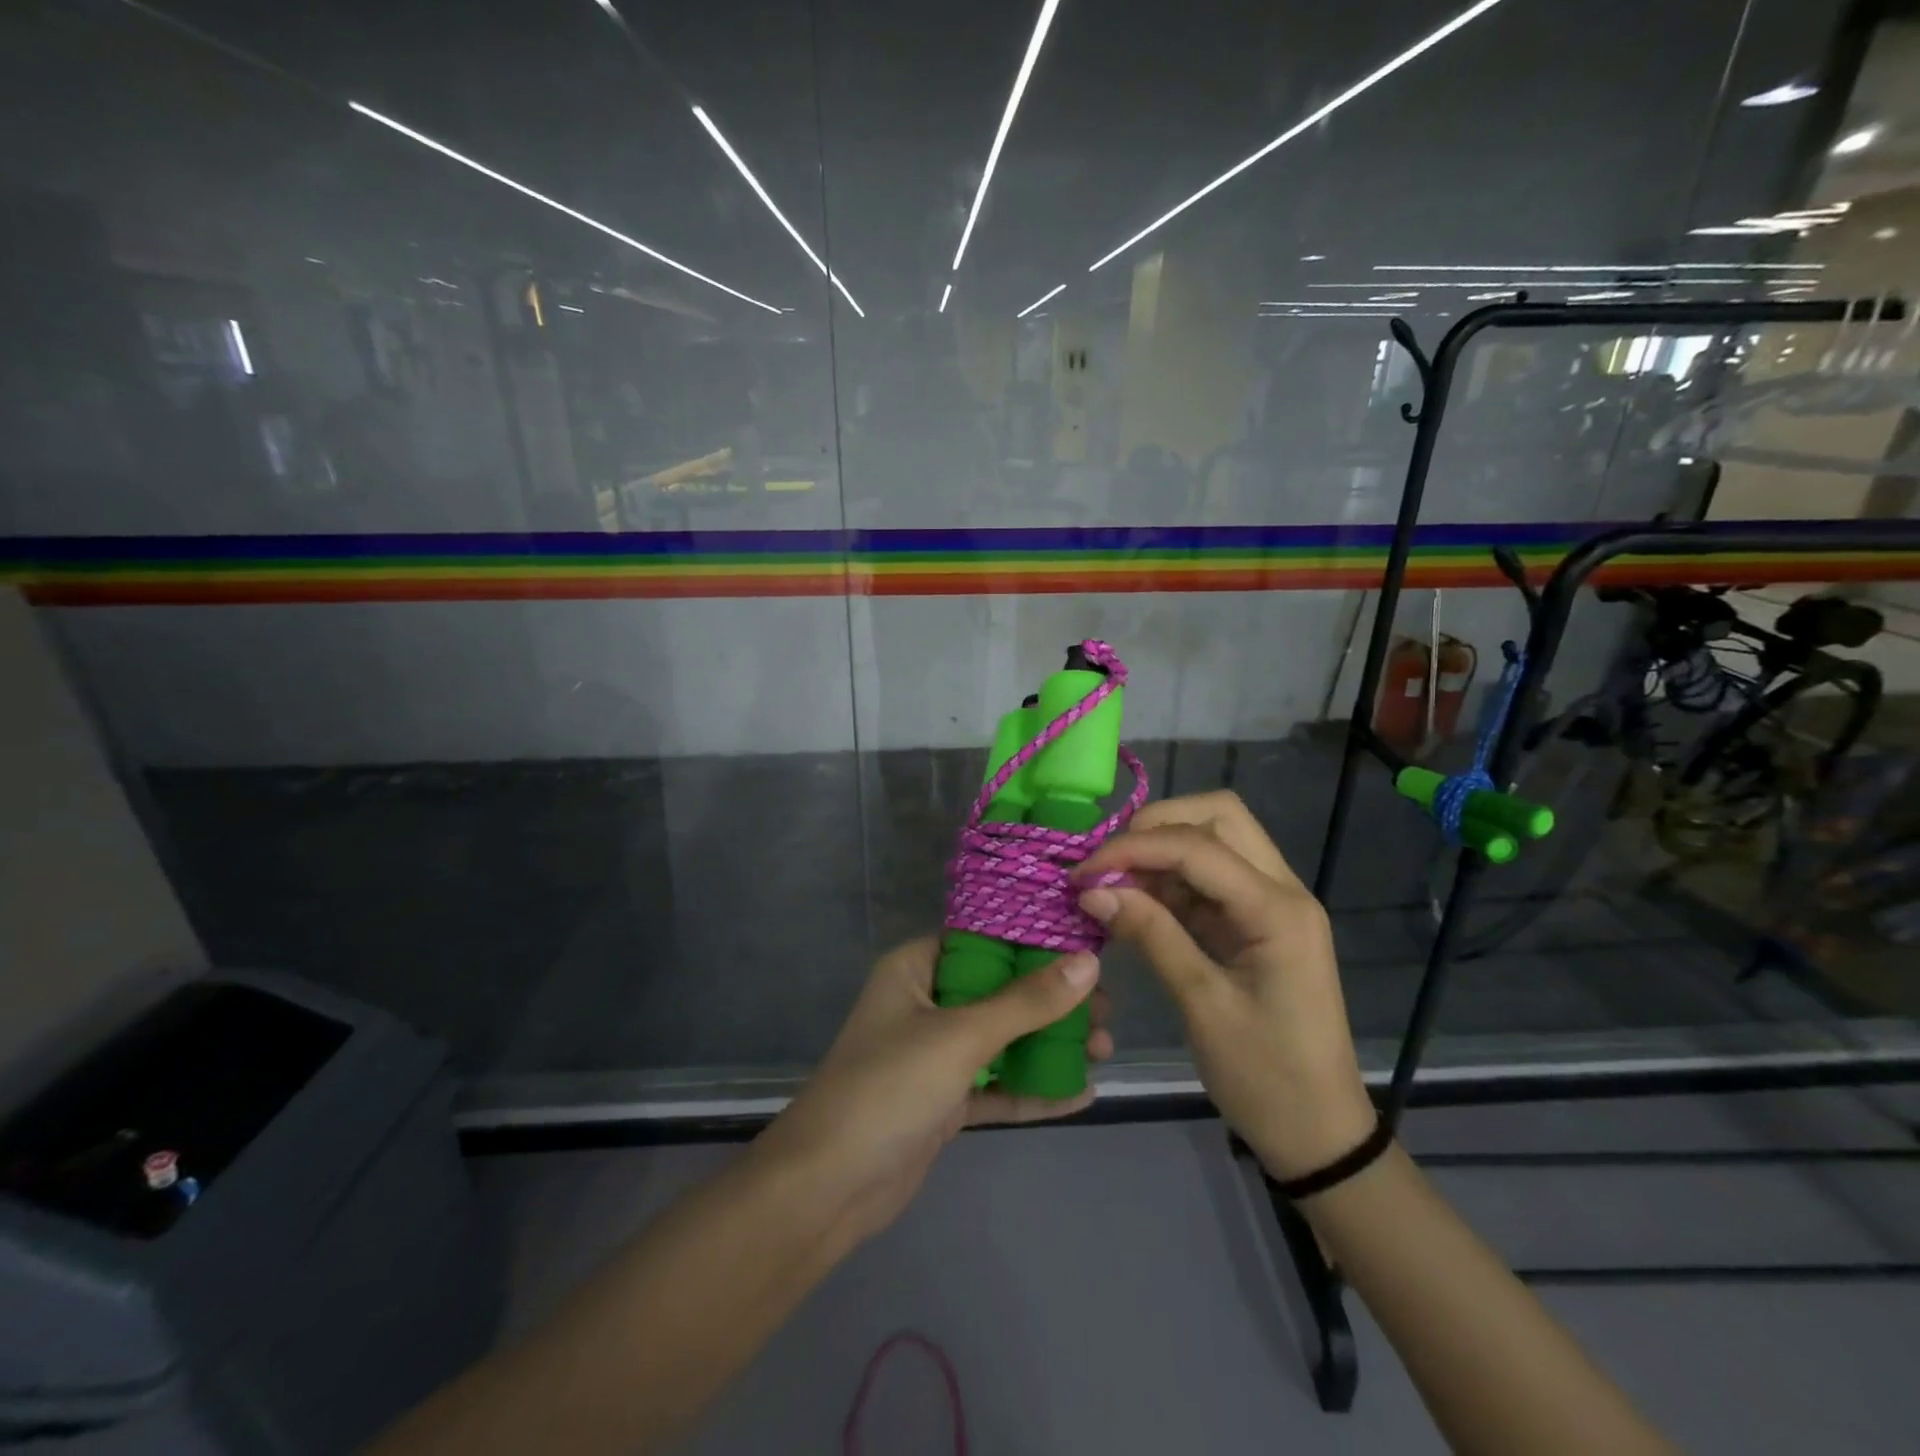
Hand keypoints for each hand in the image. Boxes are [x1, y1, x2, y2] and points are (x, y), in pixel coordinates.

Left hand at [757, 937, 1110, 1245]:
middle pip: (1000, 991)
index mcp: (916, 969)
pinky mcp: (944, 1101)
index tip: (1087, 946)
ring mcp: (934, 1055)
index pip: (984, 940)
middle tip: (1106, 1009)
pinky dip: (1033, 1088)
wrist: (828, 1188)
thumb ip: (1026, 1002)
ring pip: (1002, 1039)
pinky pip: (997, 1085)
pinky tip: (1081, 1093)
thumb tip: (1087, 962)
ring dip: (1049, 1044)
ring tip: (1105, 1047)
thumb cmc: (889, 1087)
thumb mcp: (961, 1037)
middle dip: (1053, 1001)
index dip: (1034, 942)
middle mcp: (926, 1003)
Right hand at [1074, 791, 1374, 1181]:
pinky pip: (1210, 877)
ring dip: (1161, 849)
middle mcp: (1282, 890)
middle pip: (1219, 816)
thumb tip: (1093, 889)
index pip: (1197, 847)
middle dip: (1157, 825)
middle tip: (1109, 861)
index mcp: (1278, 910)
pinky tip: (1135, 900)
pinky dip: (1169, 878)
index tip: (1083, 873)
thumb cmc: (1265, 1077)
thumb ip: (1150, 935)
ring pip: (1215, 839)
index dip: (1133, 848)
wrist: (1318, 1134)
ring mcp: (1272, 903)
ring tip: (1113, 882)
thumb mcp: (1202, 1005)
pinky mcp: (1256, 921)